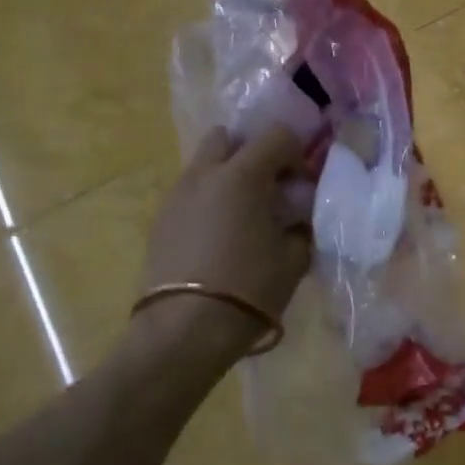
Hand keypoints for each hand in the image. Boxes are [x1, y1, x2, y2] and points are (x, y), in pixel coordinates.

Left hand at [130, 126, 312, 352]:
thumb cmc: (250, 288)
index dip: (297, 154)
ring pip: (204, 165)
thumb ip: (300, 225)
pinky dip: (209, 201)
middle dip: (251, 152)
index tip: (303, 184)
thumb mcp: (294, 257)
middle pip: (227, 137)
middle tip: (269, 186)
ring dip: (228, 176)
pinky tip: (221, 236)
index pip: (277, 135)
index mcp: (243, 175)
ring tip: (244, 214)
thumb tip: (297, 217)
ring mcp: (177, 195)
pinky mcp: (161, 220)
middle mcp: (205, 174)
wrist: (185, 329)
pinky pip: (191, 194)